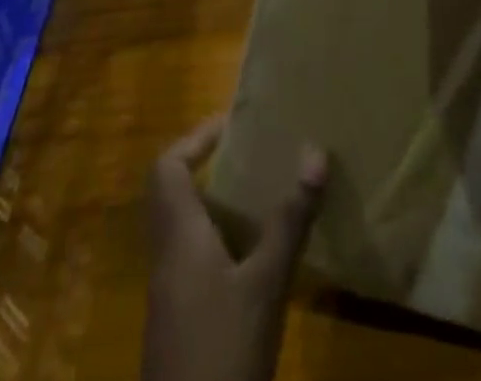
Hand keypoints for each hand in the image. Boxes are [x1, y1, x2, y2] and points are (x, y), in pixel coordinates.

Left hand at [141, 117, 327, 380]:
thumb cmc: (223, 354)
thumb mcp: (266, 285)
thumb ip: (289, 220)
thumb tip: (315, 152)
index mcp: (179, 236)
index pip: (168, 167)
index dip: (196, 139)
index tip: (233, 126)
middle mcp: (166, 257)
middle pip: (171, 193)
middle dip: (206, 167)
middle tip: (248, 155)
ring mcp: (168, 295)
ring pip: (181, 228)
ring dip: (213, 206)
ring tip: (258, 196)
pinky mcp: (177, 324)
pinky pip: (190, 260)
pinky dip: (216, 244)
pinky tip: (253, 259)